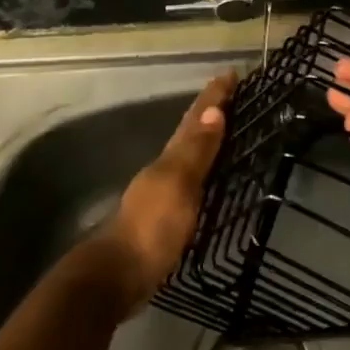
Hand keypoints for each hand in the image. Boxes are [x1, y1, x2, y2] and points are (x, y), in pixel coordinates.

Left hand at [99, 71, 236, 314]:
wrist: (118, 276)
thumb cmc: (152, 228)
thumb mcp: (179, 185)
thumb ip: (197, 151)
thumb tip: (215, 111)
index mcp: (170, 158)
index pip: (195, 119)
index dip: (213, 97)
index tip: (231, 73)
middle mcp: (164, 169)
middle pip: (189, 133)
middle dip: (210, 112)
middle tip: (232, 95)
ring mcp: (161, 193)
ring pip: (187, 155)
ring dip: (205, 138)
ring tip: (225, 128)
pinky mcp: (164, 218)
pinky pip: (189, 182)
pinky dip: (202, 169)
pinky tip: (209, 178)